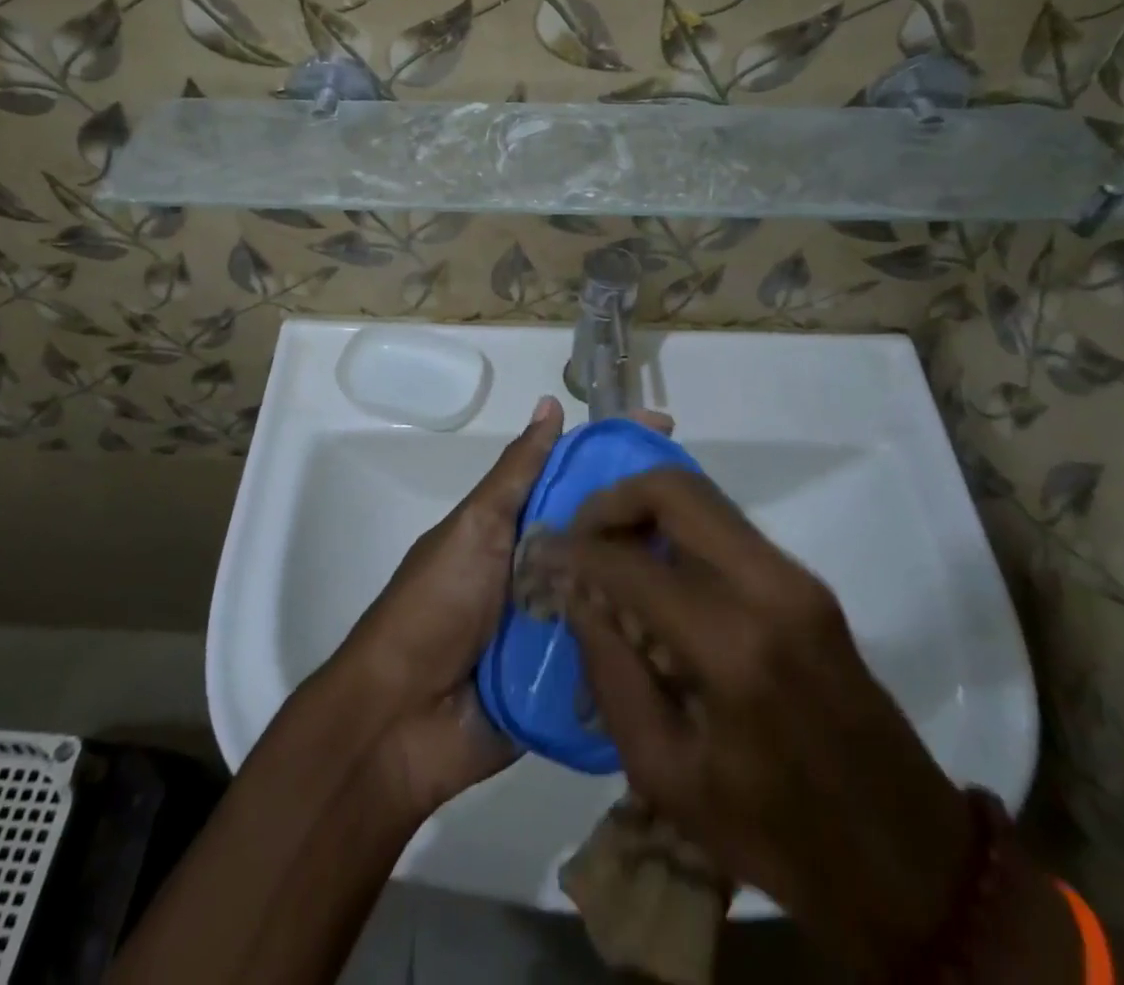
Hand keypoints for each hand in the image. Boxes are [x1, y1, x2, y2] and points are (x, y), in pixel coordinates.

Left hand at [334, 398, 672, 819]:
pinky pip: (617, 655)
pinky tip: (702, 631)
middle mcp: (549, 570)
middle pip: (609, 535)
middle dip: (653, 518)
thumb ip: (518, 472)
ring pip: (621, 593)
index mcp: (523, 528)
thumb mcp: (476, 526)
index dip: (618, 452)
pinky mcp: (573, 684)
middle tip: (713, 507)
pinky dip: (647, 645)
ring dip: (660, 581)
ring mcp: (563, 627)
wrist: (400, 719)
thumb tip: (551, 404)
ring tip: (722, 565)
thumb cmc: (435, 604)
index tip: (666, 429)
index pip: (580, 478)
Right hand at [548, 469, 975, 977]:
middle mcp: (767, 587)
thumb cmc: (774, 833)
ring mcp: (795, 576)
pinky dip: (677, 529)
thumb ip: (611, 672)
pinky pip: (725, 526)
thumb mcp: (665, 775)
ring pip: (702, 497)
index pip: (629, 562)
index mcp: (730, 647)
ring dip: (645, 508)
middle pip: (674, 490)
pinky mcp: (806, 580)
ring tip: (610, 549)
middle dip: (612, 500)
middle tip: (580, 535)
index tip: (541, 551)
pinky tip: (656, 570)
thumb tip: (578, 595)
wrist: (906, 857)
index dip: (573, 550)